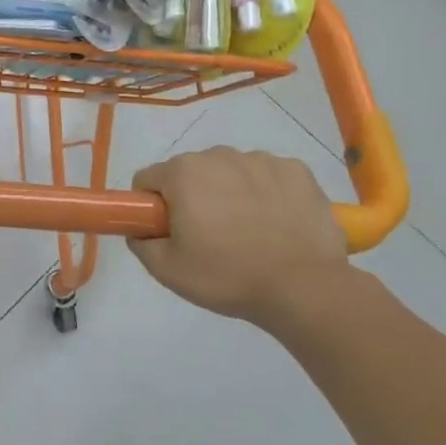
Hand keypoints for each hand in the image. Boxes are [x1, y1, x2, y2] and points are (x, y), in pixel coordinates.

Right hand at [128, 147, 346, 324]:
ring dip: (229, 193)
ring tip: (247, 233)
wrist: (304, 288)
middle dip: (192, 198)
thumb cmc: (227, 276)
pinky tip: (276, 223)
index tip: (168, 232)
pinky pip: (267, 175)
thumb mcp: (167, 270)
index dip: (152, 207)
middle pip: (190, 172)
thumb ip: (141, 243)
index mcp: (183, 173)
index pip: (148, 180)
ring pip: (230, 172)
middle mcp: (219, 156)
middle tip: (208, 238)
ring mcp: (262, 160)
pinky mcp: (297, 171)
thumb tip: (140, 230)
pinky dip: (266, 193)